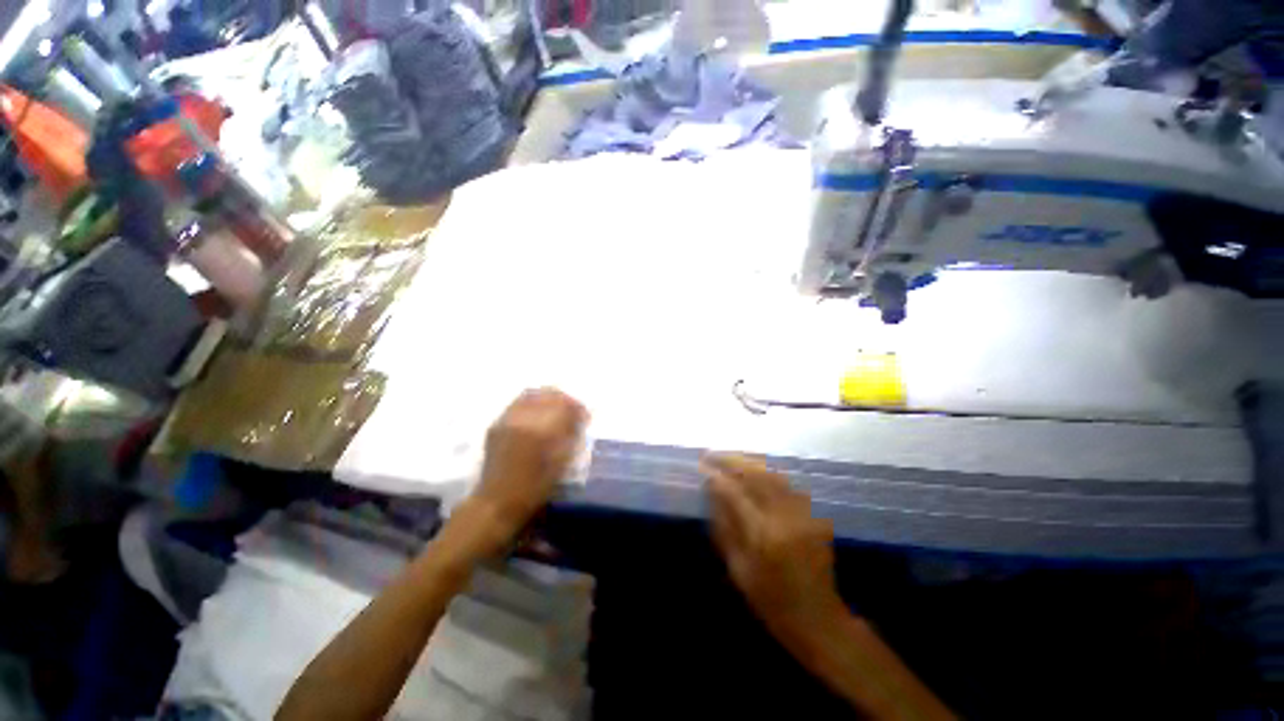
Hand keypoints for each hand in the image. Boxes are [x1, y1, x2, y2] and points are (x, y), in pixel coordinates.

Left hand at [473, 388, 587, 538]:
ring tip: (555, 409)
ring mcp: (507, 419)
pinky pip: (518, 403)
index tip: (584, 415)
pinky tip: (537, 415)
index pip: (565, 404)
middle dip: (563, 399)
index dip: (577, 406)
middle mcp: (523, 418)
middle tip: (572, 409)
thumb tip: (579, 417)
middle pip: (548, 393)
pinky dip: (531, 403)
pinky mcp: (497, 423)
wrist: (497, 502)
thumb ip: (571, 435)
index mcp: (542, 430)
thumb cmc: (535, 488)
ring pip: (531, 394)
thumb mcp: (561, 462)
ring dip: (547, 398)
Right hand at [703, 454, 846, 643]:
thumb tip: (712, 493)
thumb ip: (724, 527)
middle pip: (757, 475)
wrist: (818, 619)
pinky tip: (755, 472)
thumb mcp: (739, 569)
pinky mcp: (814, 515)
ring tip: (730, 458)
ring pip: (773, 475)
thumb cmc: (771, 601)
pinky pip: (787, 485)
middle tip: (713, 454)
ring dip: (750, 463)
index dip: (717, 477)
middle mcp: (786, 518)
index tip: (702, 466)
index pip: (736, 493)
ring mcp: (804, 514)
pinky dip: (768, 473)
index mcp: (764, 536)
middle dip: (732, 460)